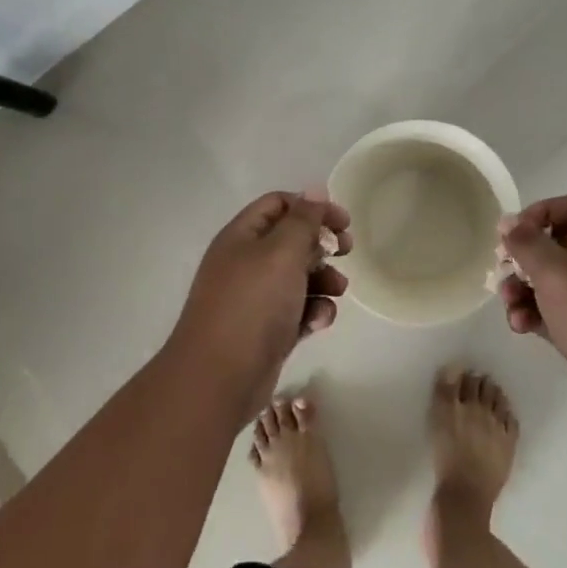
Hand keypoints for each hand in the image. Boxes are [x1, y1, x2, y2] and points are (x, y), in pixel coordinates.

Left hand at [169, 190, 350, 410]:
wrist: (219, 377)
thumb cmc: (252, 304)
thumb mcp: (282, 252)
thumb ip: (303, 220)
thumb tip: (315, 190)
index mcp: (242, 237)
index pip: (278, 205)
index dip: (311, 207)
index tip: (342, 221)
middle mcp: (246, 263)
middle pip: (291, 241)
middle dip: (322, 244)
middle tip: (347, 251)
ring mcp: (255, 299)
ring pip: (298, 278)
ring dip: (323, 280)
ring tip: (337, 290)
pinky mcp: (266, 331)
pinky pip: (296, 312)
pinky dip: (312, 312)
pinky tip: (319, 322)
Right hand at [498, 194, 566, 429]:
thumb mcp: (553, 270)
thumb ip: (525, 243)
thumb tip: (508, 221)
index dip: (542, 211)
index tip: (515, 231)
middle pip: (556, 245)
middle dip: (524, 258)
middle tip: (502, 270)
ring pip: (552, 282)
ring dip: (524, 290)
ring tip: (508, 304)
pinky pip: (556, 312)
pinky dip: (536, 315)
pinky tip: (521, 326)